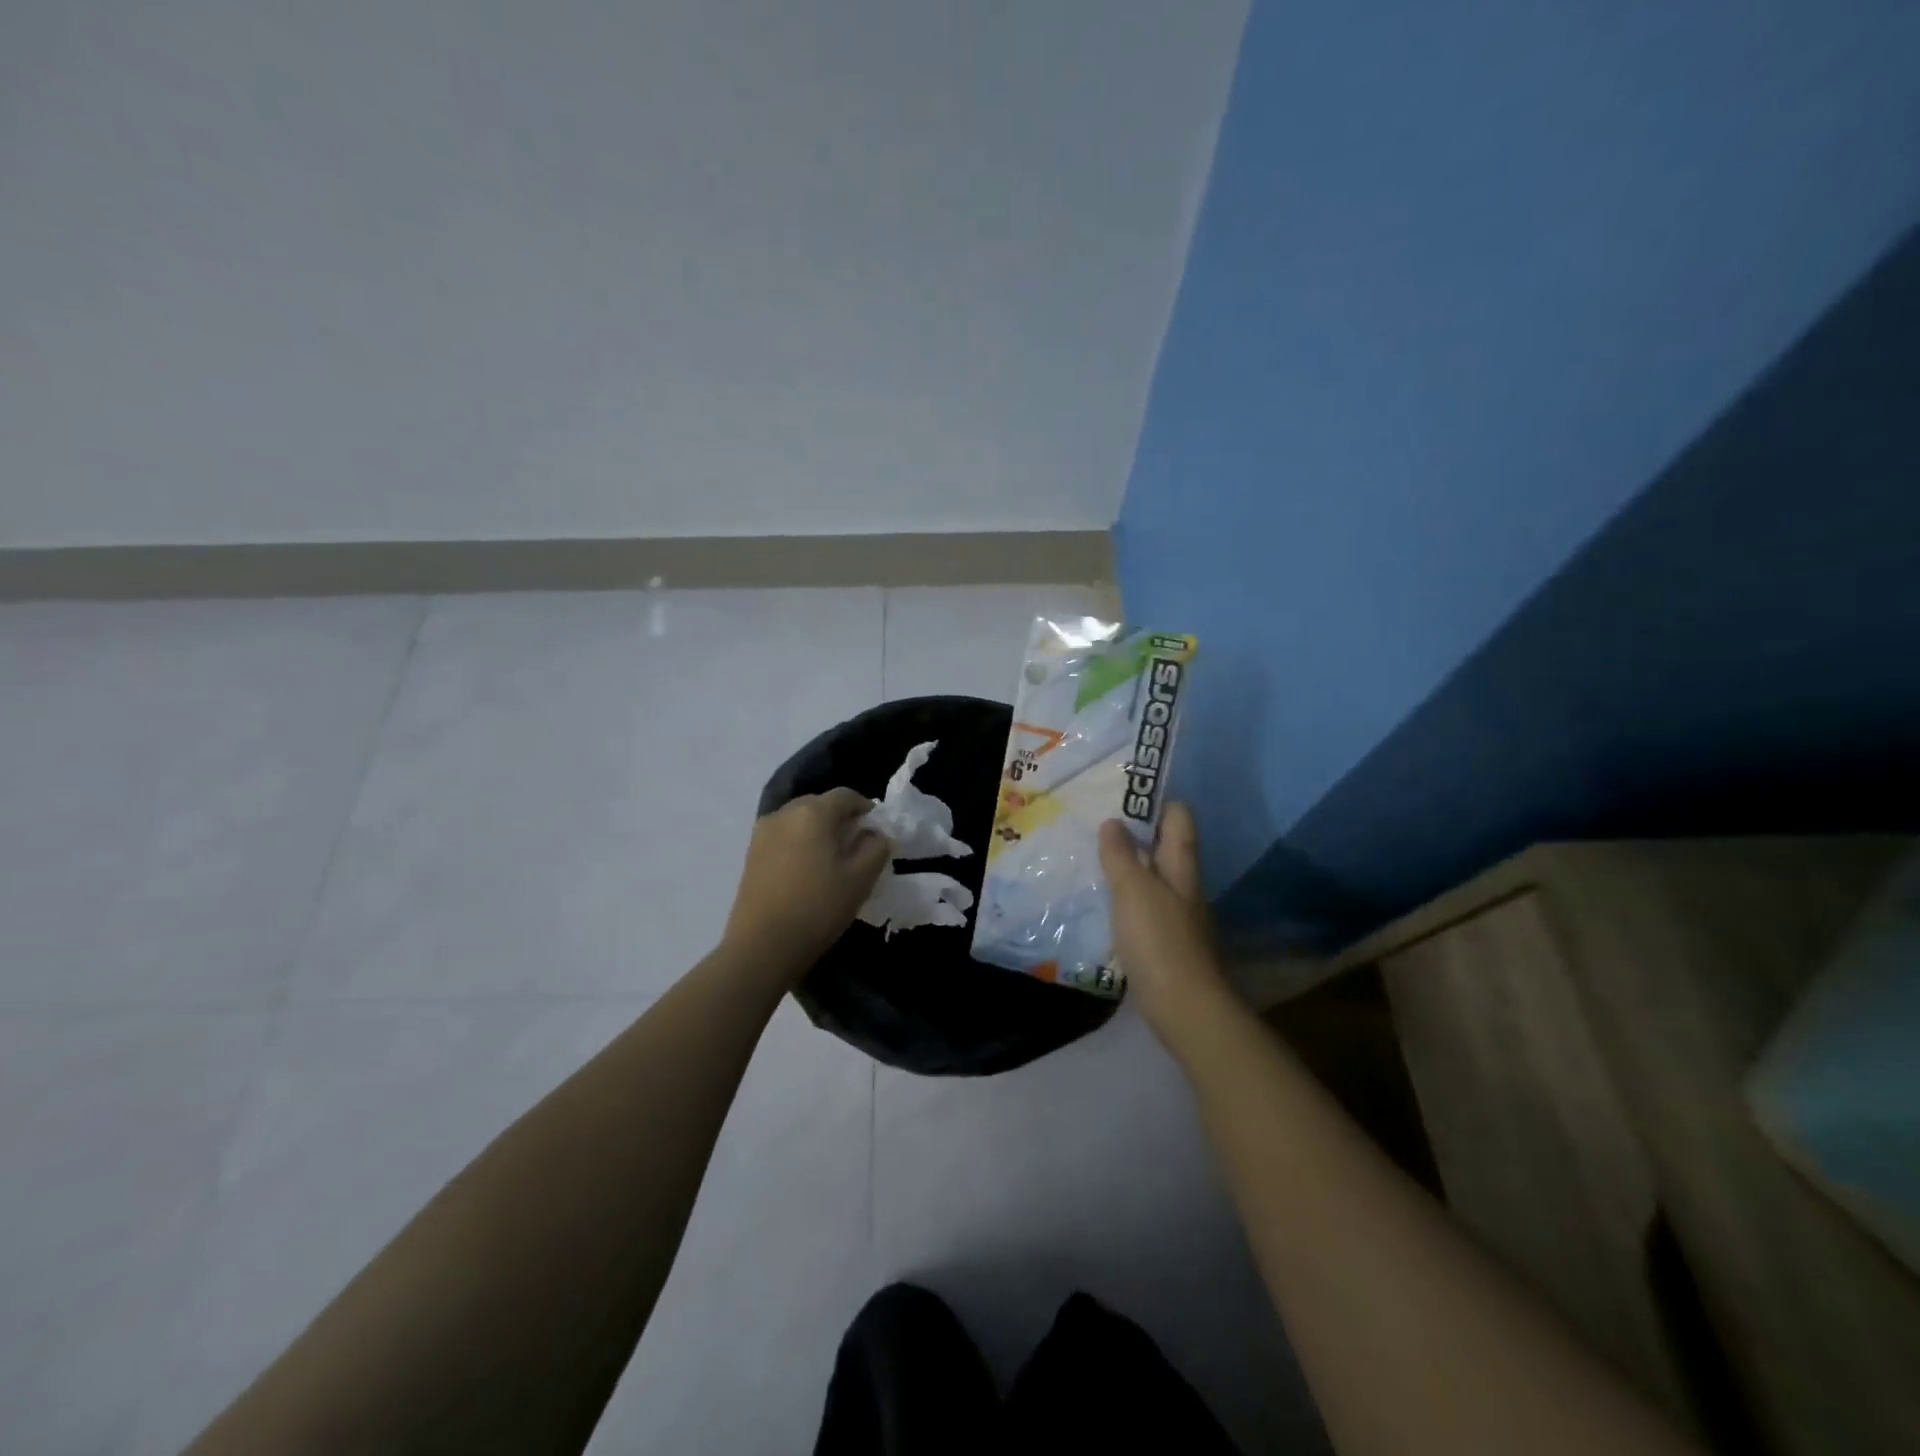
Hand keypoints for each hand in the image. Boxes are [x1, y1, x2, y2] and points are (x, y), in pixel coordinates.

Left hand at [725, 789, 891, 973]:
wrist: (762, 946)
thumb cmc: (818, 907)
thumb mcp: (861, 879)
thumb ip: (876, 848)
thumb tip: (876, 834)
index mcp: (813, 812)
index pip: (845, 795)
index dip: (865, 807)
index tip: (876, 829)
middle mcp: (784, 812)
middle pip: (819, 804)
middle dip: (840, 818)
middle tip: (856, 844)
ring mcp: (763, 832)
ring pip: (799, 819)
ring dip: (817, 830)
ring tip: (831, 859)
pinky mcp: (750, 854)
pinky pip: (783, 836)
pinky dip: (799, 843)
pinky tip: (807, 870)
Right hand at [1099, 803, 1230, 1035]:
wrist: (1186, 1007)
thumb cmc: (1159, 940)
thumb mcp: (1133, 891)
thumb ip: (1121, 856)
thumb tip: (1113, 822)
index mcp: (1181, 865)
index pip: (1179, 817)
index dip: (1156, 801)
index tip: (1123, 794)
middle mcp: (1184, 884)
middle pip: (1165, 847)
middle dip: (1135, 834)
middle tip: (1096, 825)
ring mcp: (1178, 915)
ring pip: (1153, 877)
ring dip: (1128, 867)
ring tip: (1093, 860)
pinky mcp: (1167, 942)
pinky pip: (1145, 907)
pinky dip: (1126, 899)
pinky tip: (1104, 904)